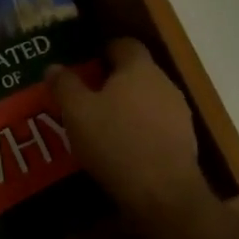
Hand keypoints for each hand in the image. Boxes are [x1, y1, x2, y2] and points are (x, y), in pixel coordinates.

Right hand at [48, 39, 209, 223]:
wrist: (163, 194)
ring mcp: (179, 113)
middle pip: (138, 72)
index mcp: (139, 68)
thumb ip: (65, 86)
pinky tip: (123, 150)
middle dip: (114, 81)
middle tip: (87, 97)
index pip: (125, 44)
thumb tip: (53, 67)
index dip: (105, 50)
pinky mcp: (185, 142)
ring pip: (149, 100)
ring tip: (103, 126)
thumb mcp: (77, 113)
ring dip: (128, 107)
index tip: (87, 63)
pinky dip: (141, 131)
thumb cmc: (116, 142)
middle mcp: (164, 83)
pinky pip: (158, 125)